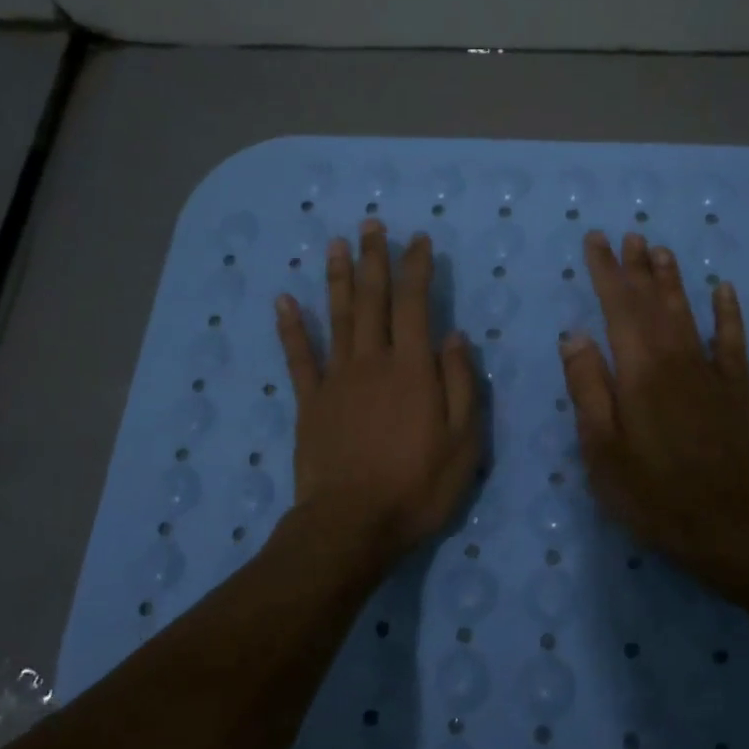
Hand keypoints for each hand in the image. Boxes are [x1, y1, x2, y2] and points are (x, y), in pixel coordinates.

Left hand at [276, 219, 479, 568]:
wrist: (352, 524)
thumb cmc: (417, 486)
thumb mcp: (463, 441)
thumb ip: (460, 384)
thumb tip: (453, 335)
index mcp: (412, 369)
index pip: (416, 304)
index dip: (417, 268)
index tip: (419, 240)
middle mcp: (372, 361)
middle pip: (372, 300)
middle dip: (374, 259)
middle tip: (372, 224)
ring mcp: (336, 379)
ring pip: (336, 317)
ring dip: (337, 278)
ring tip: (336, 244)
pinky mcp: (309, 402)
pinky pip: (299, 357)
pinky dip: (291, 327)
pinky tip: (284, 300)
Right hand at [560, 230, 748, 572]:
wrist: (729, 527)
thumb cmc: (652, 494)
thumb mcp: (601, 448)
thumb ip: (588, 387)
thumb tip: (575, 335)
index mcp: (638, 371)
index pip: (617, 307)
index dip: (605, 271)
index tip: (595, 240)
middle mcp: (675, 359)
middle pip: (652, 302)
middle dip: (636, 267)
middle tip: (627, 235)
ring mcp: (711, 372)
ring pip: (688, 312)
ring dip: (672, 280)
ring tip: (660, 250)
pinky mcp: (738, 390)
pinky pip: (732, 341)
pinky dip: (727, 312)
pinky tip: (723, 289)